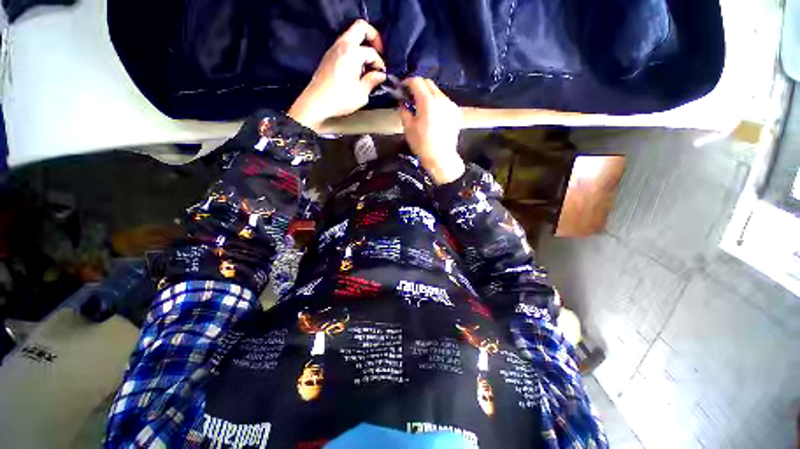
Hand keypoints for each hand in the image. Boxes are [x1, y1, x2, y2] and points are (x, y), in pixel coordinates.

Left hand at [288, 20, 386, 130]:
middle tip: (379, 54)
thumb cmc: (340, 98)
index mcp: (352, 52)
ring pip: (352, 36)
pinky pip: (345, 46)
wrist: (317, 102)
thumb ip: (372, 81)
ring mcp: (334, 48)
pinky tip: (356, 70)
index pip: (372, 52)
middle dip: (374, 38)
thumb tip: (380, 75)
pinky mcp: (329, 56)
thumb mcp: (361, 94)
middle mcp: (342, 44)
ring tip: (367, 67)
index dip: (380, 64)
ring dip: (363, 47)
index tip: (381, 76)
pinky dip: (354, 52)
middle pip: (361, 27)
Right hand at [399, 78, 464, 184]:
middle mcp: (441, 99)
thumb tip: (402, 102)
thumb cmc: (422, 144)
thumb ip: (404, 111)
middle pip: (429, 83)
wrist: (441, 157)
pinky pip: (444, 102)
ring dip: (428, 94)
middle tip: (410, 95)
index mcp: (427, 101)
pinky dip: (437, 103)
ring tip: (421, 106)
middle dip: (418, 86)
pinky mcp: (456, 112)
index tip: (402, 87)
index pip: (417, 81)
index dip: (407, 82)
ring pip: (437, 92)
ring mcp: (450, 105)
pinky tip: (433, 114)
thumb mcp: (408, 128)